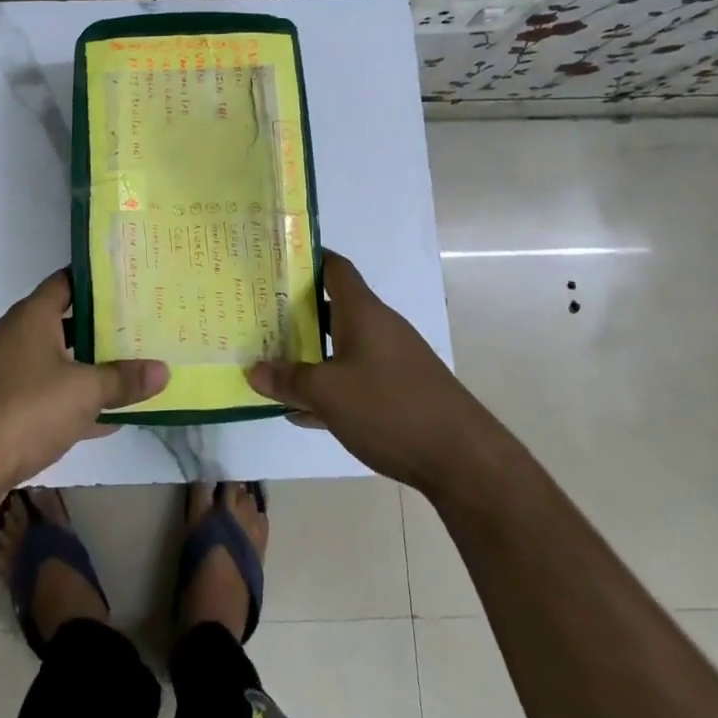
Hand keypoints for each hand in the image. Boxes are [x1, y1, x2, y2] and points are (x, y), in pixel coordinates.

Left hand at [0, 270, 167, 501]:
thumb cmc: (26, 409)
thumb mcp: (85, 392)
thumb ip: (124, 379)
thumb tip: (164, 369)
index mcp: (31, 316)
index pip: (65, 281)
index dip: (95, 280)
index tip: (126, 282)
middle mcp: (14, 335)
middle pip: (61, 321)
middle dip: (97, 326)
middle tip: (137, 325)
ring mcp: (3, 372)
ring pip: (53, 360)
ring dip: (84, 366)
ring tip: (127, 367)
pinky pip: (43, 393)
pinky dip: (69, 400)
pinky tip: (103, 419)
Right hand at [247, 251, 475, 490]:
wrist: (463, 459)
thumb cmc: (391, 408)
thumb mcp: (328, 394)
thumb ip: (289, 380)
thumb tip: (254, 370)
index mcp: (363, 312)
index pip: (334, 267)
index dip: (306, 258)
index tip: (274, 260)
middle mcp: (378, 327)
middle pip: (332, 307)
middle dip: (295, 311)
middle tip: (258, 314)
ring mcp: (391, 359)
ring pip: (340, 345)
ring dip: (309, 353)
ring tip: (271, 360)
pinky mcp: (399, 390)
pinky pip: (353, 377)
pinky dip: (329, 386)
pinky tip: (302, 411)